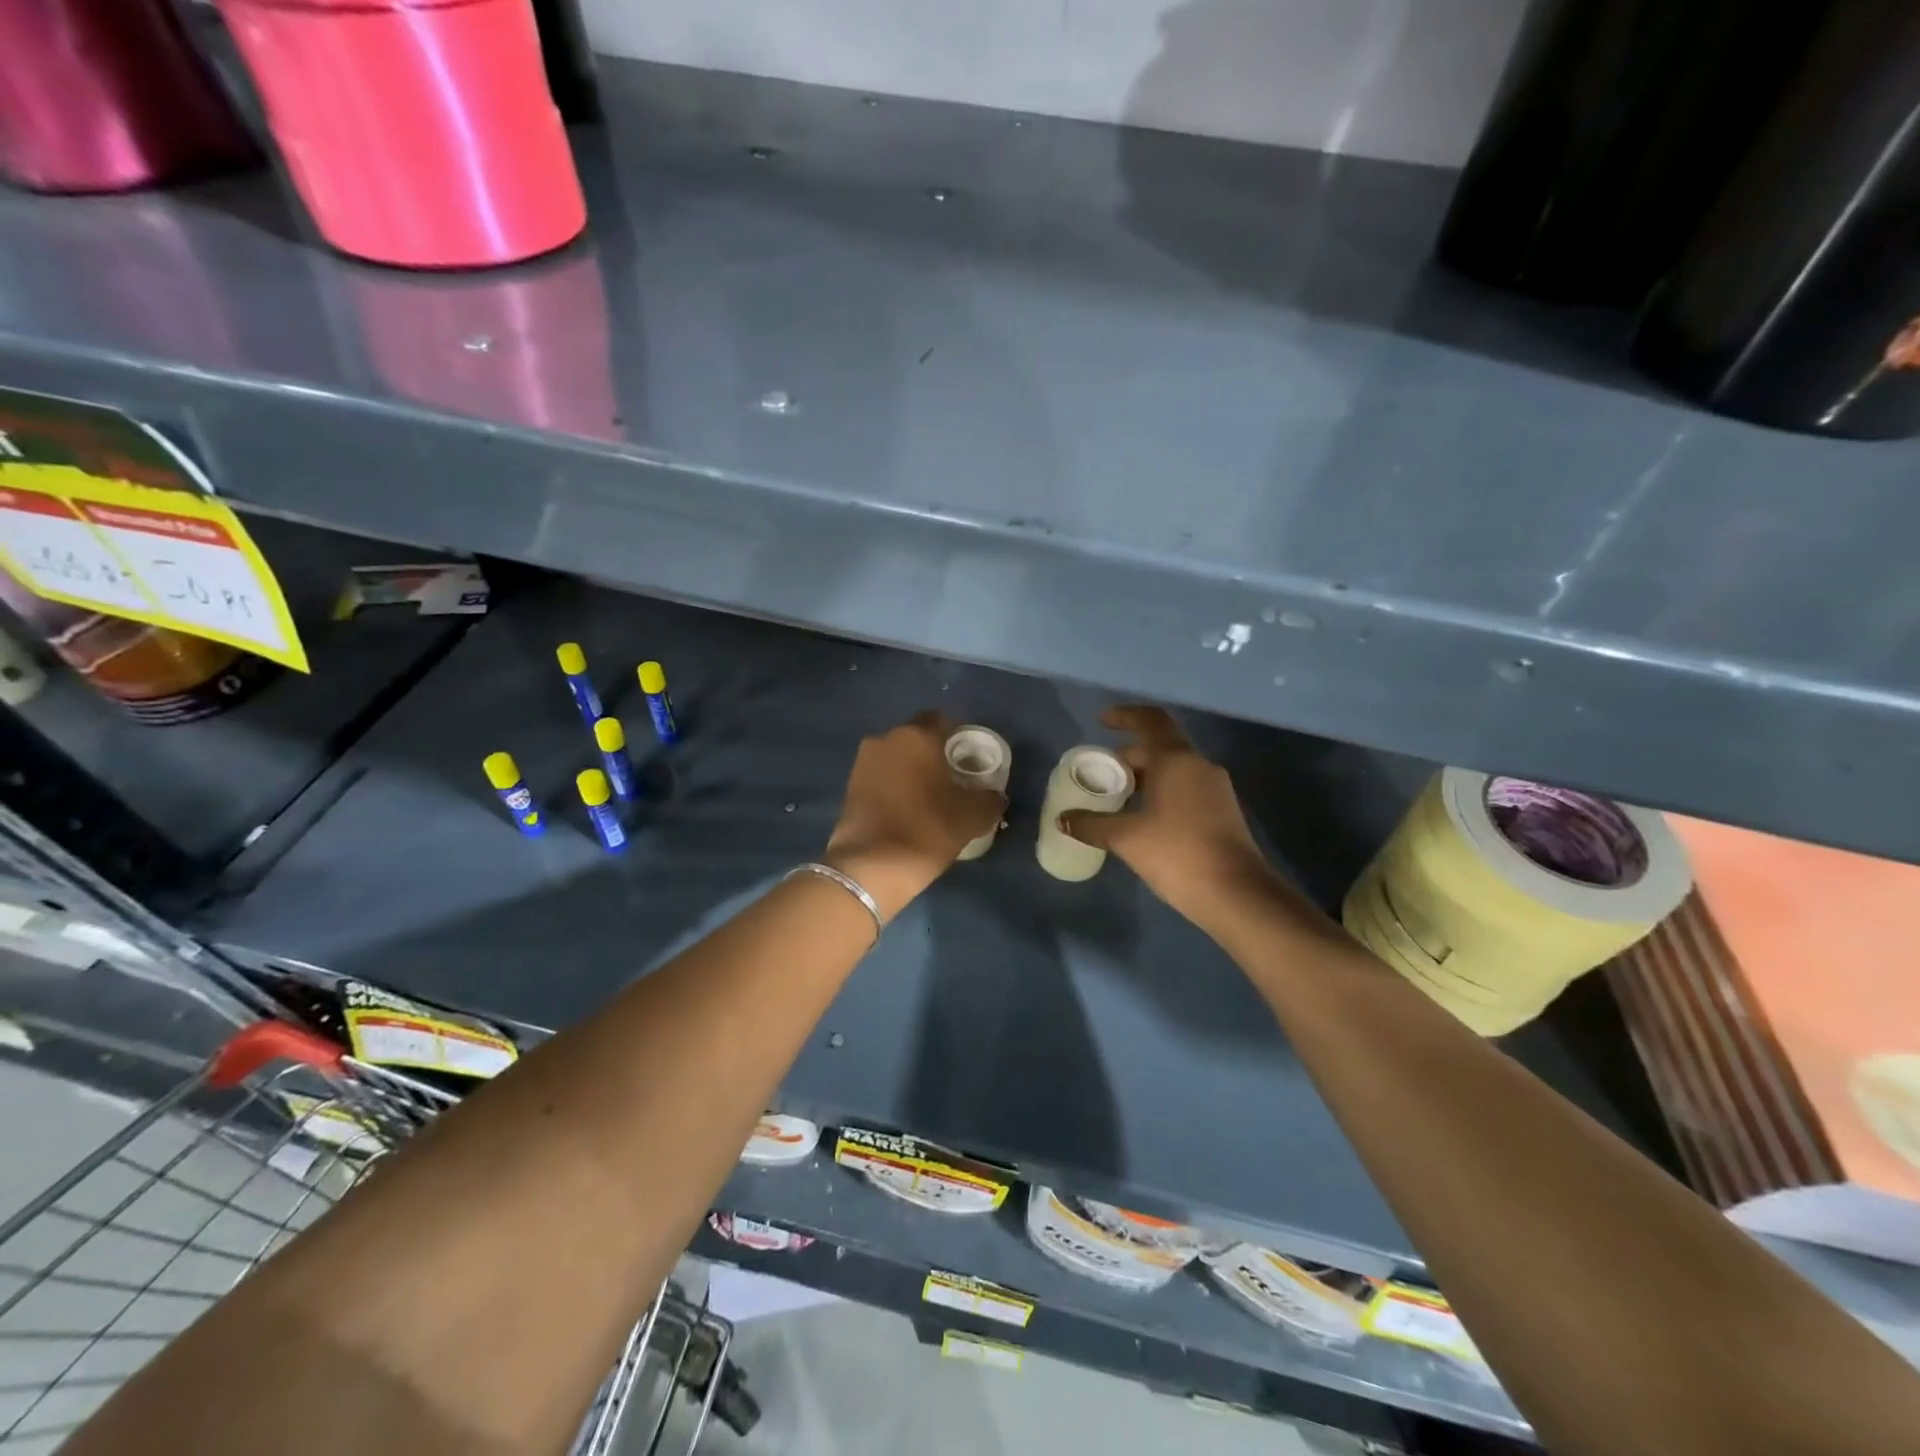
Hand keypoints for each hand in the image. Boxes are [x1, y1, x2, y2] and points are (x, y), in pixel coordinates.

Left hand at [825, 711, 1005, 919]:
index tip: (970, 755)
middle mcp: (886, 739)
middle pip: (917, 737)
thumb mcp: (972, 816)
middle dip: (934, 752)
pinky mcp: (850, 786)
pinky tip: (907, 807)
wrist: (871, 866)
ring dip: (912, 768)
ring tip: (929, 794)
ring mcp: (863, 762)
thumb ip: (990, 799)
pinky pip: (881, 776)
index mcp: (917, 736)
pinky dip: (895, 785)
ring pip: (897, 756)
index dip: (959, 734)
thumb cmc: (926, 829)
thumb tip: (995, 795)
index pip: (943, 720)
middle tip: (952, 776)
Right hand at [1061, 706, 1277, 928]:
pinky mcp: (1223, 812)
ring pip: (1174, 770)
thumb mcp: (1127, 838)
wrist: (1236, 894)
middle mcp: (1199, 766)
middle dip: (1129, 756)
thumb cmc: (1177, 853)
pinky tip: (1144, 819)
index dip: (1125, 715)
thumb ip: (1092, 824)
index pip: (1150, 720)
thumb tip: (1063, 819)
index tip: (1102, 722)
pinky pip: (1186, 789)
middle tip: (1101, 774)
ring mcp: (1215, 789)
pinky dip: (1162, 793)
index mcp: (1176, 760)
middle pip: (1160, 747)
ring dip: (1146, 777)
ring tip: (1118, 798)